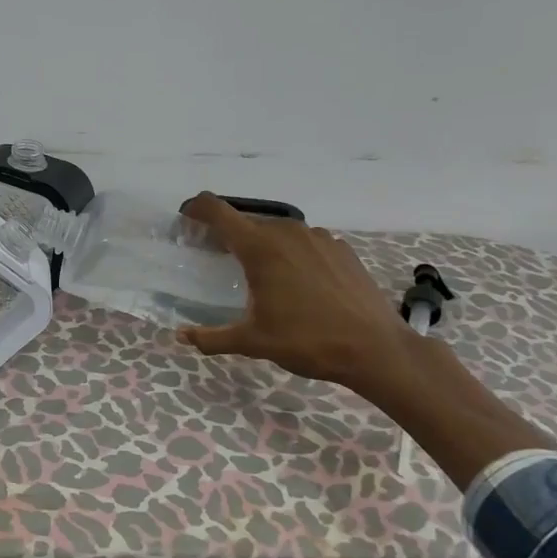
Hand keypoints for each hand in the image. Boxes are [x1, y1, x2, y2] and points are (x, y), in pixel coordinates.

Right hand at [173, 192, 413, 395]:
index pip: (219, 211)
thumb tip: (181, 336)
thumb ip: (211, 338)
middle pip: (247, 222)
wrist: (375, 349)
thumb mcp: (253, 342)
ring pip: (278, 231)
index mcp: (260, 248)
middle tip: (217, 258)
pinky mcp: (341, 248)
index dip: (197, 208)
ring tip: (260, 273)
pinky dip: (291, 253)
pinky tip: (298, 282)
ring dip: (262, 244)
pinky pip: (305, 242)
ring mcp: (319, 237)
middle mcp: (288, 232)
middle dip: (228, 235)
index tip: (186, 217)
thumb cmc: (307, 341)